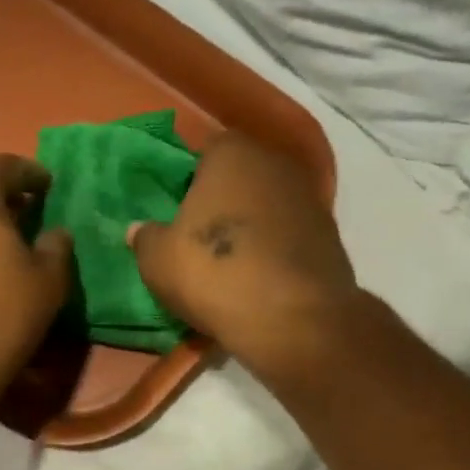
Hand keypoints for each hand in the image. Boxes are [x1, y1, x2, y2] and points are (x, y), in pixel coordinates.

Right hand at [130, 133, 360, 379]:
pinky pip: (290, 234)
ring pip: (268, 204)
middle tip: (200, 233)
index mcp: (232, 153)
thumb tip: (138, 228)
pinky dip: (276, 248)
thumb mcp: (158, 260)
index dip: (190, 178)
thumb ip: (145, 237)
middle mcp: (276, 163)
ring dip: (252, 224)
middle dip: (223, 198)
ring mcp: (310, 198)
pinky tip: (261, 277)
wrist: (295, 319)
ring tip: (231, 261)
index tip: (178, 208)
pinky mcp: (331, 235)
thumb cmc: (215, 273)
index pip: (205, 150)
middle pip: (241, 175)